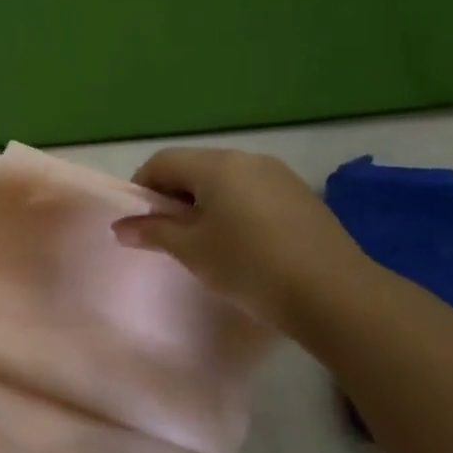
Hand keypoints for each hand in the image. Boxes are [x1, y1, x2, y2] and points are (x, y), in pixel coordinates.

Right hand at [111, 148, 370, 330]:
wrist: (332, 292)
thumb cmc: (248, 265)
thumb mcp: (191, 250)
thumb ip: (153, 232)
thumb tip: (120, 227)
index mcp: (216, 165)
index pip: (162, 162)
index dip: (142, 188)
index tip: (139, 223)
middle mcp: (248, 159)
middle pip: (194, 168)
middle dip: (173, 197)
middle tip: (168, 236)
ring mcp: (279, 176)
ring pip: (225, 181)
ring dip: (204, 205)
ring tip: (203, 244)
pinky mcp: (301, 197)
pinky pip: (252, 193)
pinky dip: (234, 211)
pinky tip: (240, 245)